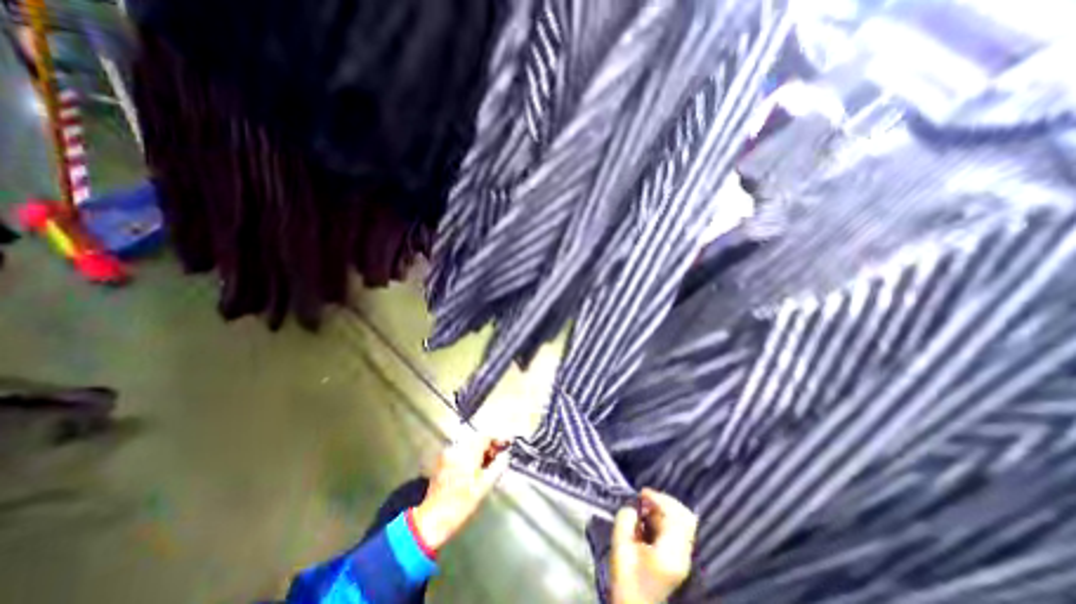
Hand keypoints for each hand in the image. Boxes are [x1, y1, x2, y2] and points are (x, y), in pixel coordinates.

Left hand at [412, 434, 512, 550]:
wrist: (432, 519)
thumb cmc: (460, 505)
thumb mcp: (484, 487)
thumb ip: (497, 467)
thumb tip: (505, 456)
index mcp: (467, 453)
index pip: (485, 436)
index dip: (498, 438)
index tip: (507, 443)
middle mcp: (456, 449)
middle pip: (477, 437)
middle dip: (489, 443)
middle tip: (499, 453)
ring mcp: (448, 454)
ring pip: (469, 443)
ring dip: (480, 448)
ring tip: (488, 461)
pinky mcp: (443, 461)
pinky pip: (461, 450)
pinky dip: (470, 453)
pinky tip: (475, 465)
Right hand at [612, 491, 698, 603]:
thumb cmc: (625, 578)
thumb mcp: (619, 545)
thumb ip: (625, 519)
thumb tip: (633, 507)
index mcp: (670, 554)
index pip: (674, 516)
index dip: (658, 498)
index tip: (641, 493)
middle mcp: (683, 555)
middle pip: (685, 516)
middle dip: (664, 501)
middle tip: (644, 499)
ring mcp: (684, 557)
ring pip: (683, 520)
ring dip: (665, 509)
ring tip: (646, 510)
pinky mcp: (680, 557)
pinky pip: (679, 528)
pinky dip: (666, 518)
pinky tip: (650, 520)